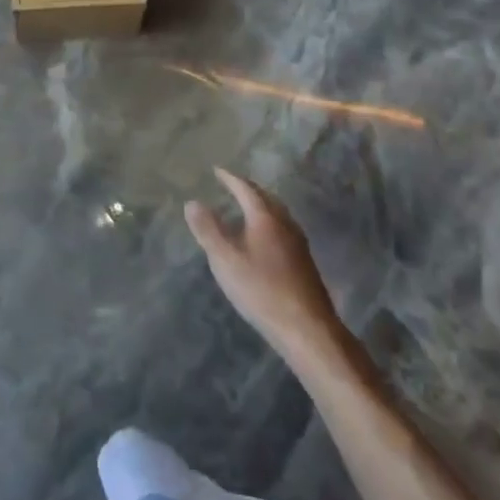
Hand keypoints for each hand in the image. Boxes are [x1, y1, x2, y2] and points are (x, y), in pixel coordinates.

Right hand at [185, 168, 342, 362]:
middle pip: (266, 198)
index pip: (246, 189)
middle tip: (232, 185)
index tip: (216, 170)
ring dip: (261, 206)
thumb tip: (192, 202)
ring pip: (278, 214)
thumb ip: (207, 230)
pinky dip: (269, 224)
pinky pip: (283, 230)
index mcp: (265, 217)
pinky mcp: (304, 263)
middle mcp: (285, 223)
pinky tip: (263, 240)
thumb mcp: (225, 260)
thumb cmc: (262, 290)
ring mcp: (298, 243)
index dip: (230, 179)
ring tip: (246, 209)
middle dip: (248, 189)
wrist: (307, 328)